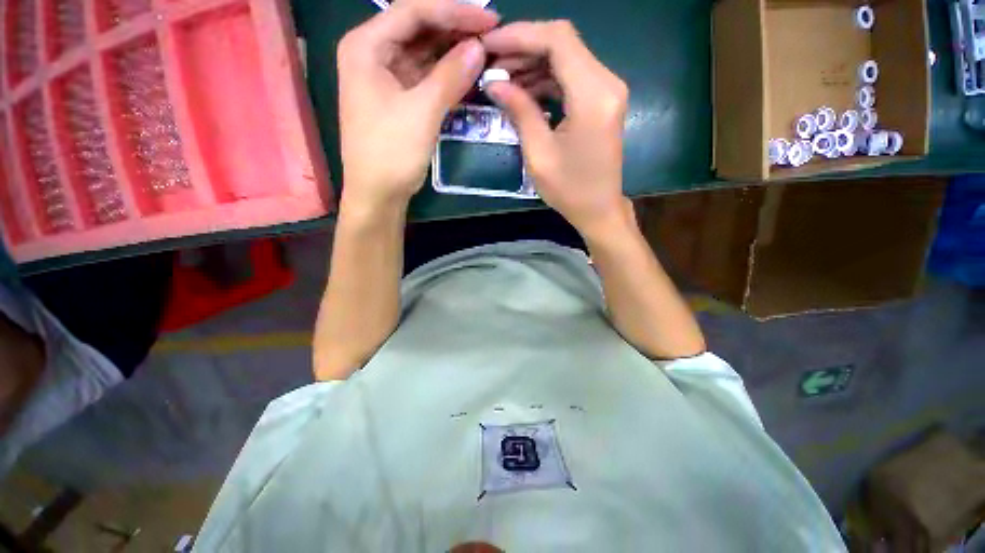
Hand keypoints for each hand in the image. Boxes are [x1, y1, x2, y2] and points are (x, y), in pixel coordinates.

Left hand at [337, 0, 497, 213]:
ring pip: (423, 54)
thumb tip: (479, 47)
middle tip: (491, 35)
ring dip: (453, 53)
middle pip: (418, 30)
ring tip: (485, 52)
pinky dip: (446, 76)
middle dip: (454, 31)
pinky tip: (468, 74)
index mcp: (366, 47)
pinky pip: (425, 78)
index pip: (413, 12)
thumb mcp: (422, 112)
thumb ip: (450, 76)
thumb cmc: (391, 153)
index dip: (453, 12)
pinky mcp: (398, 99)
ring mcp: (385, 77)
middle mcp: (373, 54)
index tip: (488, 19)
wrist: (378, 194)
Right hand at [483, 21, 629, 236]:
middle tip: (490, 66)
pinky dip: (545, 79)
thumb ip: (519, 111)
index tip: (488, 45)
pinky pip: (570, 77)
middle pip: (562, 44)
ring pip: (565, 58)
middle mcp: (607, 82)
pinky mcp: (602, 100)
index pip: (557, 40)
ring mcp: (607, 90)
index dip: (519, 35)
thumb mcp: (538, 154)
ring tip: (501, 79)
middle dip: (522, 49)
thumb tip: (494, 83)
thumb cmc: (570, 190)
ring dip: (532, 64)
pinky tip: (522, 91)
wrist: (599, 209)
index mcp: (593, 95)